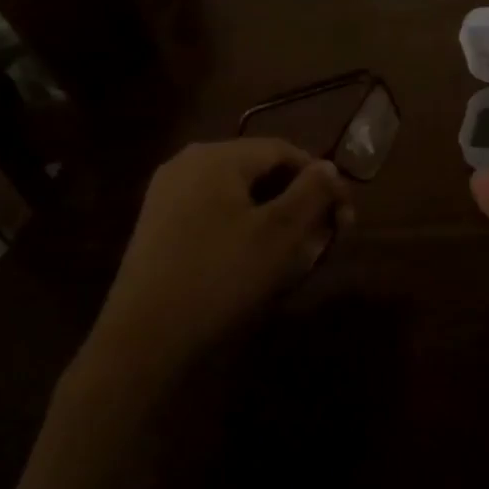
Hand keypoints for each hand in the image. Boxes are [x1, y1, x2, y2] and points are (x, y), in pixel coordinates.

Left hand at [101, 140, 350, 372]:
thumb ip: (311, 192)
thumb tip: (329, 167)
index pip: (284, 151)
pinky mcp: (158, 225)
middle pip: (260, 170)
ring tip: (295, 252)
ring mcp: (167, 194)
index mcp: (216, 156)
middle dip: (298, 200)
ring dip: (274, 215)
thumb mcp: (280, 233)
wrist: (145, 338)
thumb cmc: (221, 276)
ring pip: (238, 194)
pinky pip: (214, 212)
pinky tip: (255, 260)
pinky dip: (243, 226)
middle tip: (323, 237)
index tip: (344, 217)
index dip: (321, 179)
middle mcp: (187, 163)